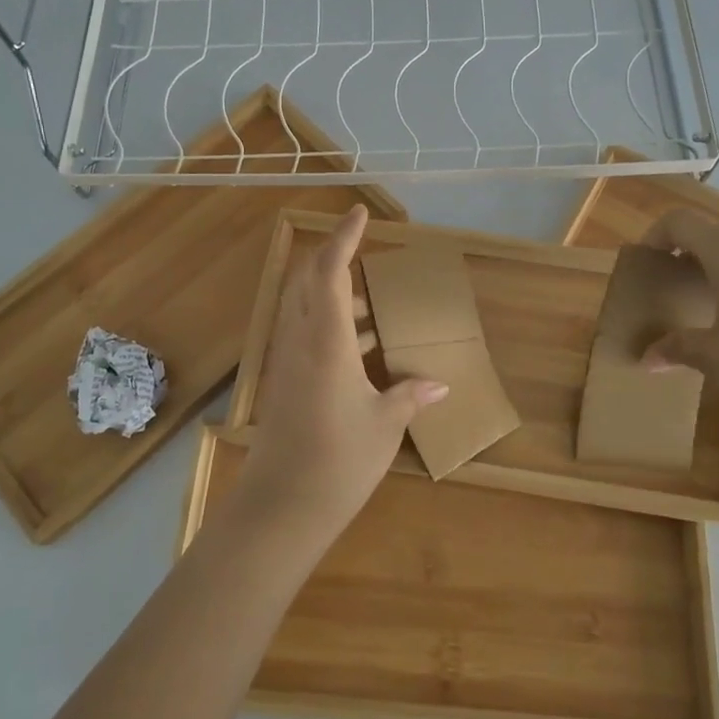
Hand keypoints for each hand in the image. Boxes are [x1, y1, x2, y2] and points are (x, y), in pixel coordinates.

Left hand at [235, 205, 447, 543]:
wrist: (280, 506)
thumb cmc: (338, 460)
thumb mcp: (383, 425)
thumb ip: (409, 396)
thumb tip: (438, 384)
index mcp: (327, 340)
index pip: (331, 271)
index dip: (344, 238)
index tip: (358, 212)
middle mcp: (301, 340)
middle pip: (308, 279)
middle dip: (333, 256)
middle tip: (364, 251)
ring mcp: (287, 361)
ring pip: (303, 306)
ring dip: (332, 292)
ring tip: (372, 303)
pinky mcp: (285, 381)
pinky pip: (304, 333)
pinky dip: (329, 323)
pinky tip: (360, 347)